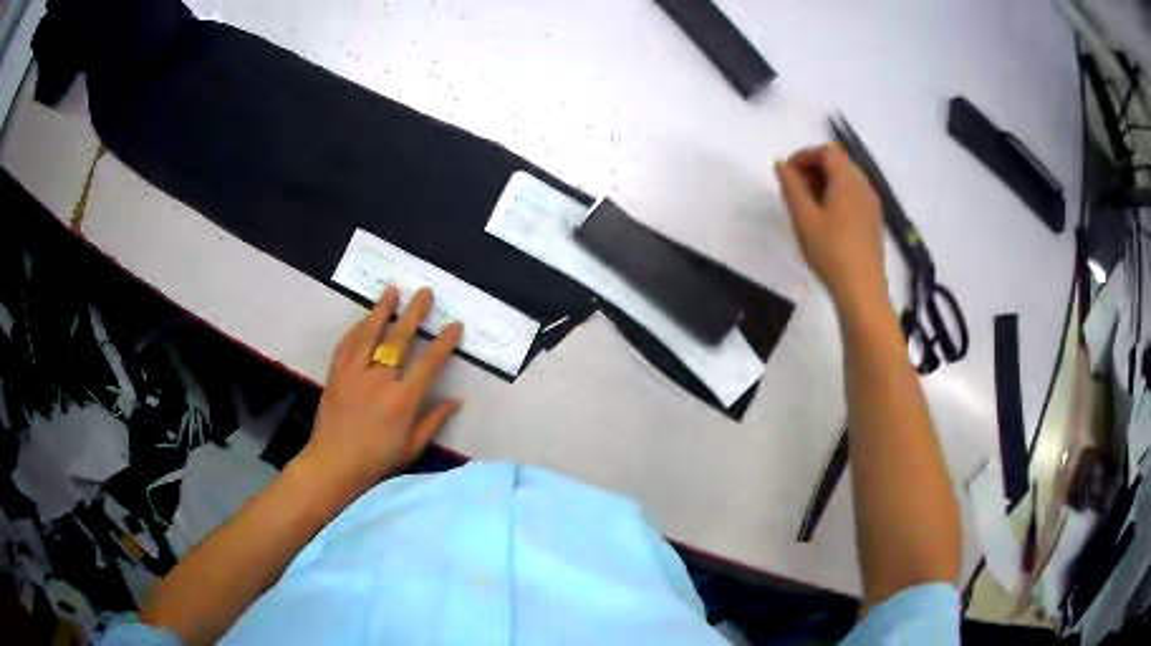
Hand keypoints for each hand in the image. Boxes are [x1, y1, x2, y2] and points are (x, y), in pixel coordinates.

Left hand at [299, 287, 462, 496]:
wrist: (334, 463)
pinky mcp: (336, 374)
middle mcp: (379, 380)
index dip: (444, 343)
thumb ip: (434, 420)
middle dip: (414, 314)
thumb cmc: (377, 459)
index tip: (454, 325)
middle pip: (399, 339)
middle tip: (425, 293)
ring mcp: (354, 373)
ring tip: (393, 291)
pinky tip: (363, 319)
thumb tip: (456, 400)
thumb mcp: (413, 447)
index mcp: (402, 400)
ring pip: (370, 334)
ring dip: (382, 310)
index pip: (428, 364)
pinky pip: (347, 345)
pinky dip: (357, 329)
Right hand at [775, 143, 886, 308]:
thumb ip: (791, 186)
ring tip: (806, 206)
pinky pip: (853, 195)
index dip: (803, 156)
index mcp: (848, 179)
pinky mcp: (873, 220)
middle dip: (813, 168)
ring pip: (846, 179)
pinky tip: (825, 220)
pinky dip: (836, 196)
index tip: (786, 174)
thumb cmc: (831, 251)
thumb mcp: (804, 218)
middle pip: (838, 162)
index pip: (826, 151)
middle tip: (793, 190)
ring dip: (824, 182)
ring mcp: (871, 203)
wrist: (862, 290)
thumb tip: (781, 164)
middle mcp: (864, 185)